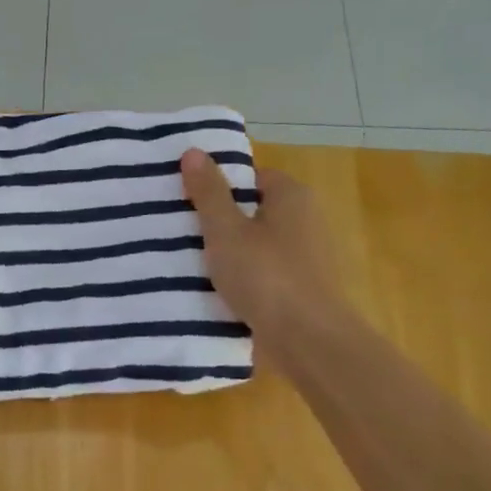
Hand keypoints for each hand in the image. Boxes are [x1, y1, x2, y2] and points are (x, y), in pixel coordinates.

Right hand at [181, 148, 347, 366]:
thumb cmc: (265, 276)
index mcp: (292, 196)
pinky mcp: (303, 287)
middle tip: (181, 231)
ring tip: (190, 262)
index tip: (187, 201)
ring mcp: (308, 256)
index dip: (219, 185)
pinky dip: (245, 278)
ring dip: (231, 253)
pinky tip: (217, 291)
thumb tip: (193, 151)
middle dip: (221, 221)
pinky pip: (265, 272)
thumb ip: (208, 192)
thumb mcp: (226, 230)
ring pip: (258, 244)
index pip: (251, 176)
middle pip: (254, 210)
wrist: (308, 340)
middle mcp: (307, 219)